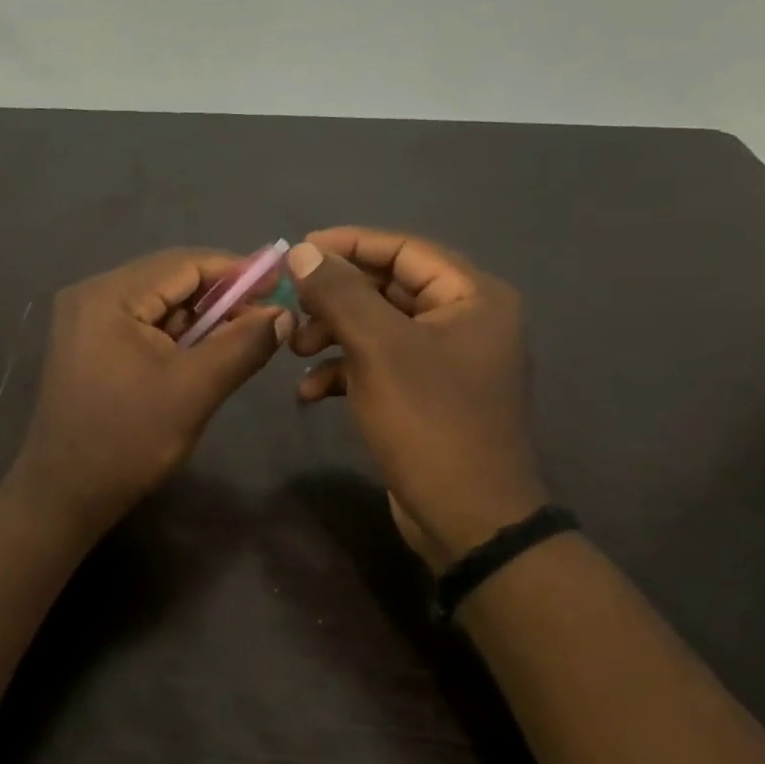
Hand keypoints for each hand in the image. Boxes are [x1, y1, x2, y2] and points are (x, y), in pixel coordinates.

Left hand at [7, 249, 291, 534]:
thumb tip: (283, 313)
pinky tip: (203, 352)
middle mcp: (91, 295)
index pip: (183, 263)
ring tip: (242, 335)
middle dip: (220, 296)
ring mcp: (85, 320)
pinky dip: (176, 335)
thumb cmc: (128, 440)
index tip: (280, 283)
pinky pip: (141, 325)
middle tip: (266, 315)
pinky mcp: (87, 345)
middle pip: (169, 279)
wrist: (63, 496)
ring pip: (157, 303)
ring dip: (200, 317)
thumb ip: (243, 345)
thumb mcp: (195, 390)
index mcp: (108, 295)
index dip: (236, 270)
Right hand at [288, 228, 548, 569]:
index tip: (298, 250)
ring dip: (333, 334)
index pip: (404, 249)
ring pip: (378, 327)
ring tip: (296, 350)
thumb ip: (339, 293)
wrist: (467, 519)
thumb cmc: (429, 422)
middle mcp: (465, 320)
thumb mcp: (378, 349)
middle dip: (335, 298)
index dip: (349, 244)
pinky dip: (344, 371)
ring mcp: (446, 360)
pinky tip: (310, 392)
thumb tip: (302, 251)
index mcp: (472, 297)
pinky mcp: (426, 395)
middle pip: (388, 287)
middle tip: (292, 306)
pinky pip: (380, 364)